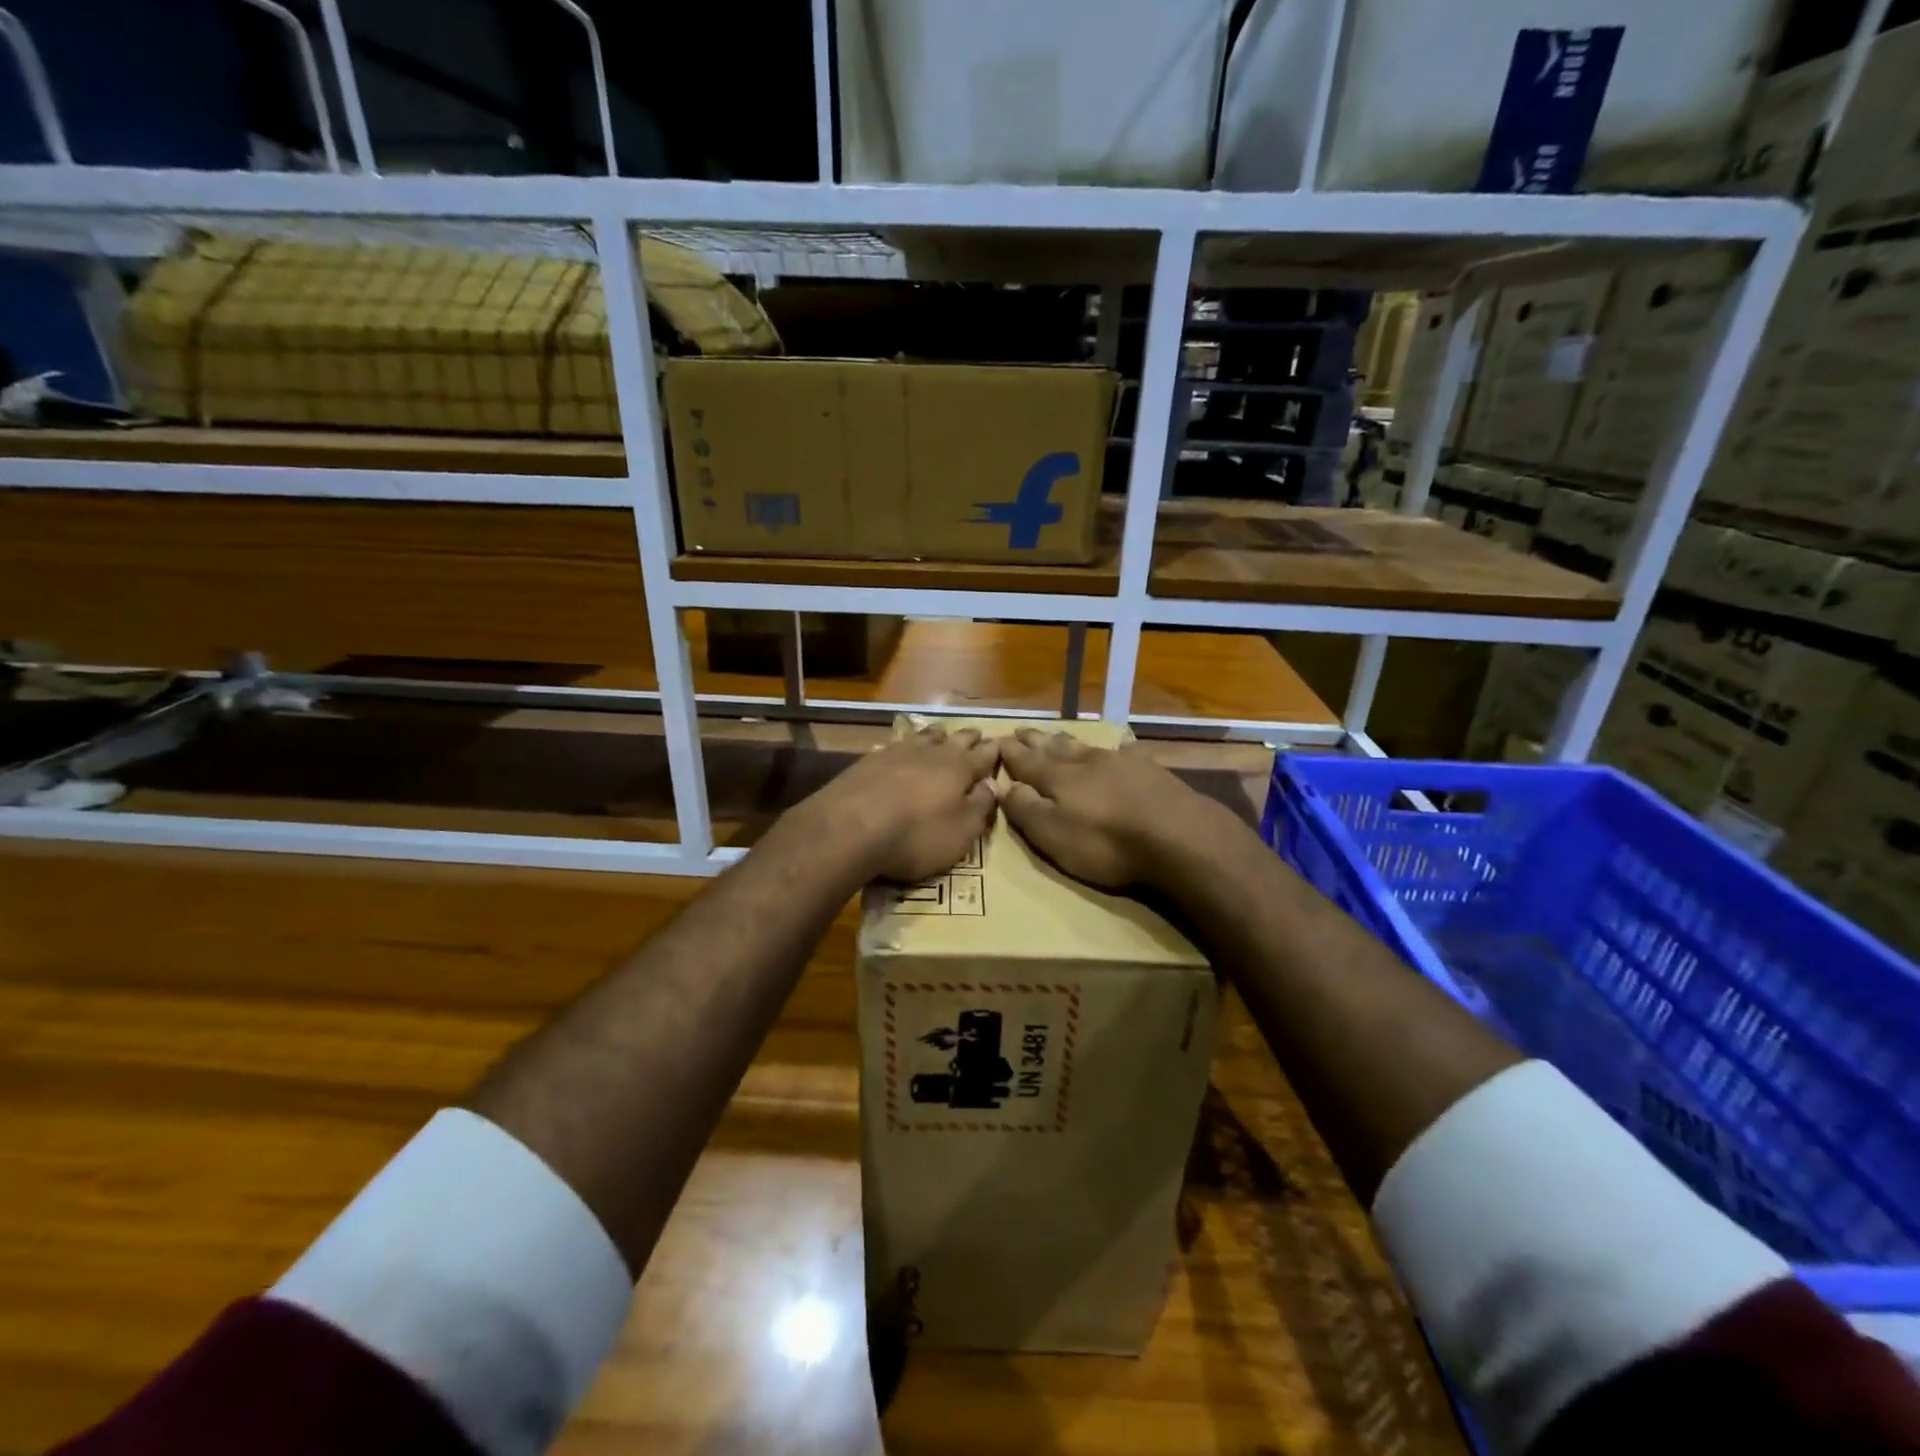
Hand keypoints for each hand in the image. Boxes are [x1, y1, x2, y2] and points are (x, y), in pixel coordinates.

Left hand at [799, 725, 999, 882]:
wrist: (851, 827)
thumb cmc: (916, 835)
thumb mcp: (961, 832)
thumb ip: (980, 807)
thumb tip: (992, 785)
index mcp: (959, 769)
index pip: (983, 756)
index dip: (993, 752)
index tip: (999, 745)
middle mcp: (930, 753)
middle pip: (954, 739)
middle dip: (967, 737)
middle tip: (976, 734)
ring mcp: (896, 753)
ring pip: (922, 737)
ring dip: (935, 735)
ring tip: (940, 733)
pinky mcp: (868, 761)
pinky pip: (892, 746)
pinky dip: (902, 746)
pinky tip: (896, 748)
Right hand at [998, 728, 1241, 888]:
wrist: (1179, 836)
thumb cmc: (1107, 843)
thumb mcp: (1053, 835)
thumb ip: (1026, 809)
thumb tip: (1004, 786)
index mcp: (1058, 779)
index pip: (1026, 762)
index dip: (1011, 753)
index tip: (997, 740)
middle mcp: (1086, 763)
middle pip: (1055, 748)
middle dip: (1036, 741)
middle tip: (1021, 730)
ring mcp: (1121, 763)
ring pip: (1086, 747)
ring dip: (1067, 741)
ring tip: (1056, 735)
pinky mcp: (1151, 771)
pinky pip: (1125, 753)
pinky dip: (1115, 749)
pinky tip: (1119, 748)